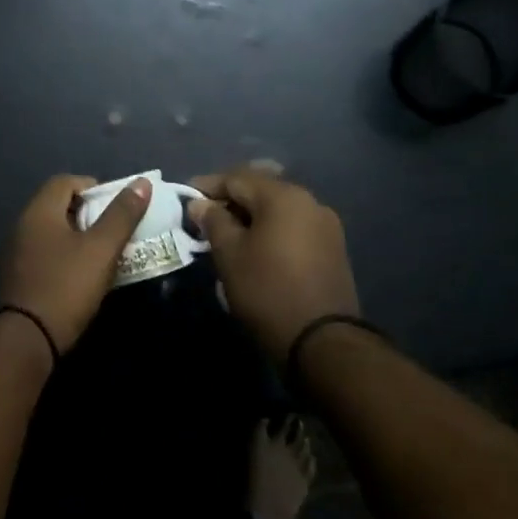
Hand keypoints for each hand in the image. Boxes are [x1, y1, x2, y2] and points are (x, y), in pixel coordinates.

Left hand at [0, 174, 152, 353]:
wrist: (28, 339)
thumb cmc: (67, 286)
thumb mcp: (101, 249)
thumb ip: (121, 215)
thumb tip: (142, 182)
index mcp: (39, 211)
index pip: (65, 181)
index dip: (93, 187)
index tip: (117, 206)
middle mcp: (23, 225)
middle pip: (58, 205)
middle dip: (89, 213)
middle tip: (115, 229)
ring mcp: (17, 252)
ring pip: (53, 231)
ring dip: (79, 236)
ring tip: (105, 253)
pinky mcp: (18, 277)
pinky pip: (46, 253)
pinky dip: (66, 255)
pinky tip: (83, 274)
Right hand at [188, 166, 359, 361]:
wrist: (322, 341)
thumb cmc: (267, 290)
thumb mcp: (229, 255)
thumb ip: (213, 221)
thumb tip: (199, 203)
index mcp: (283, 196)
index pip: (237, 177)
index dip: (207, 185)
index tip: (185, 198)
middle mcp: (309, 201)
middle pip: (261, 189)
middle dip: (230, 198)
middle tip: (204, 216)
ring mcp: (325, 225)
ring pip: (278, 208)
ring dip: (251, 215)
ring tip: (227, 234)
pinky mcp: (332, 248)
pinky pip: (293, 226)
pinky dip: (271, 229)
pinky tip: (255, 247)